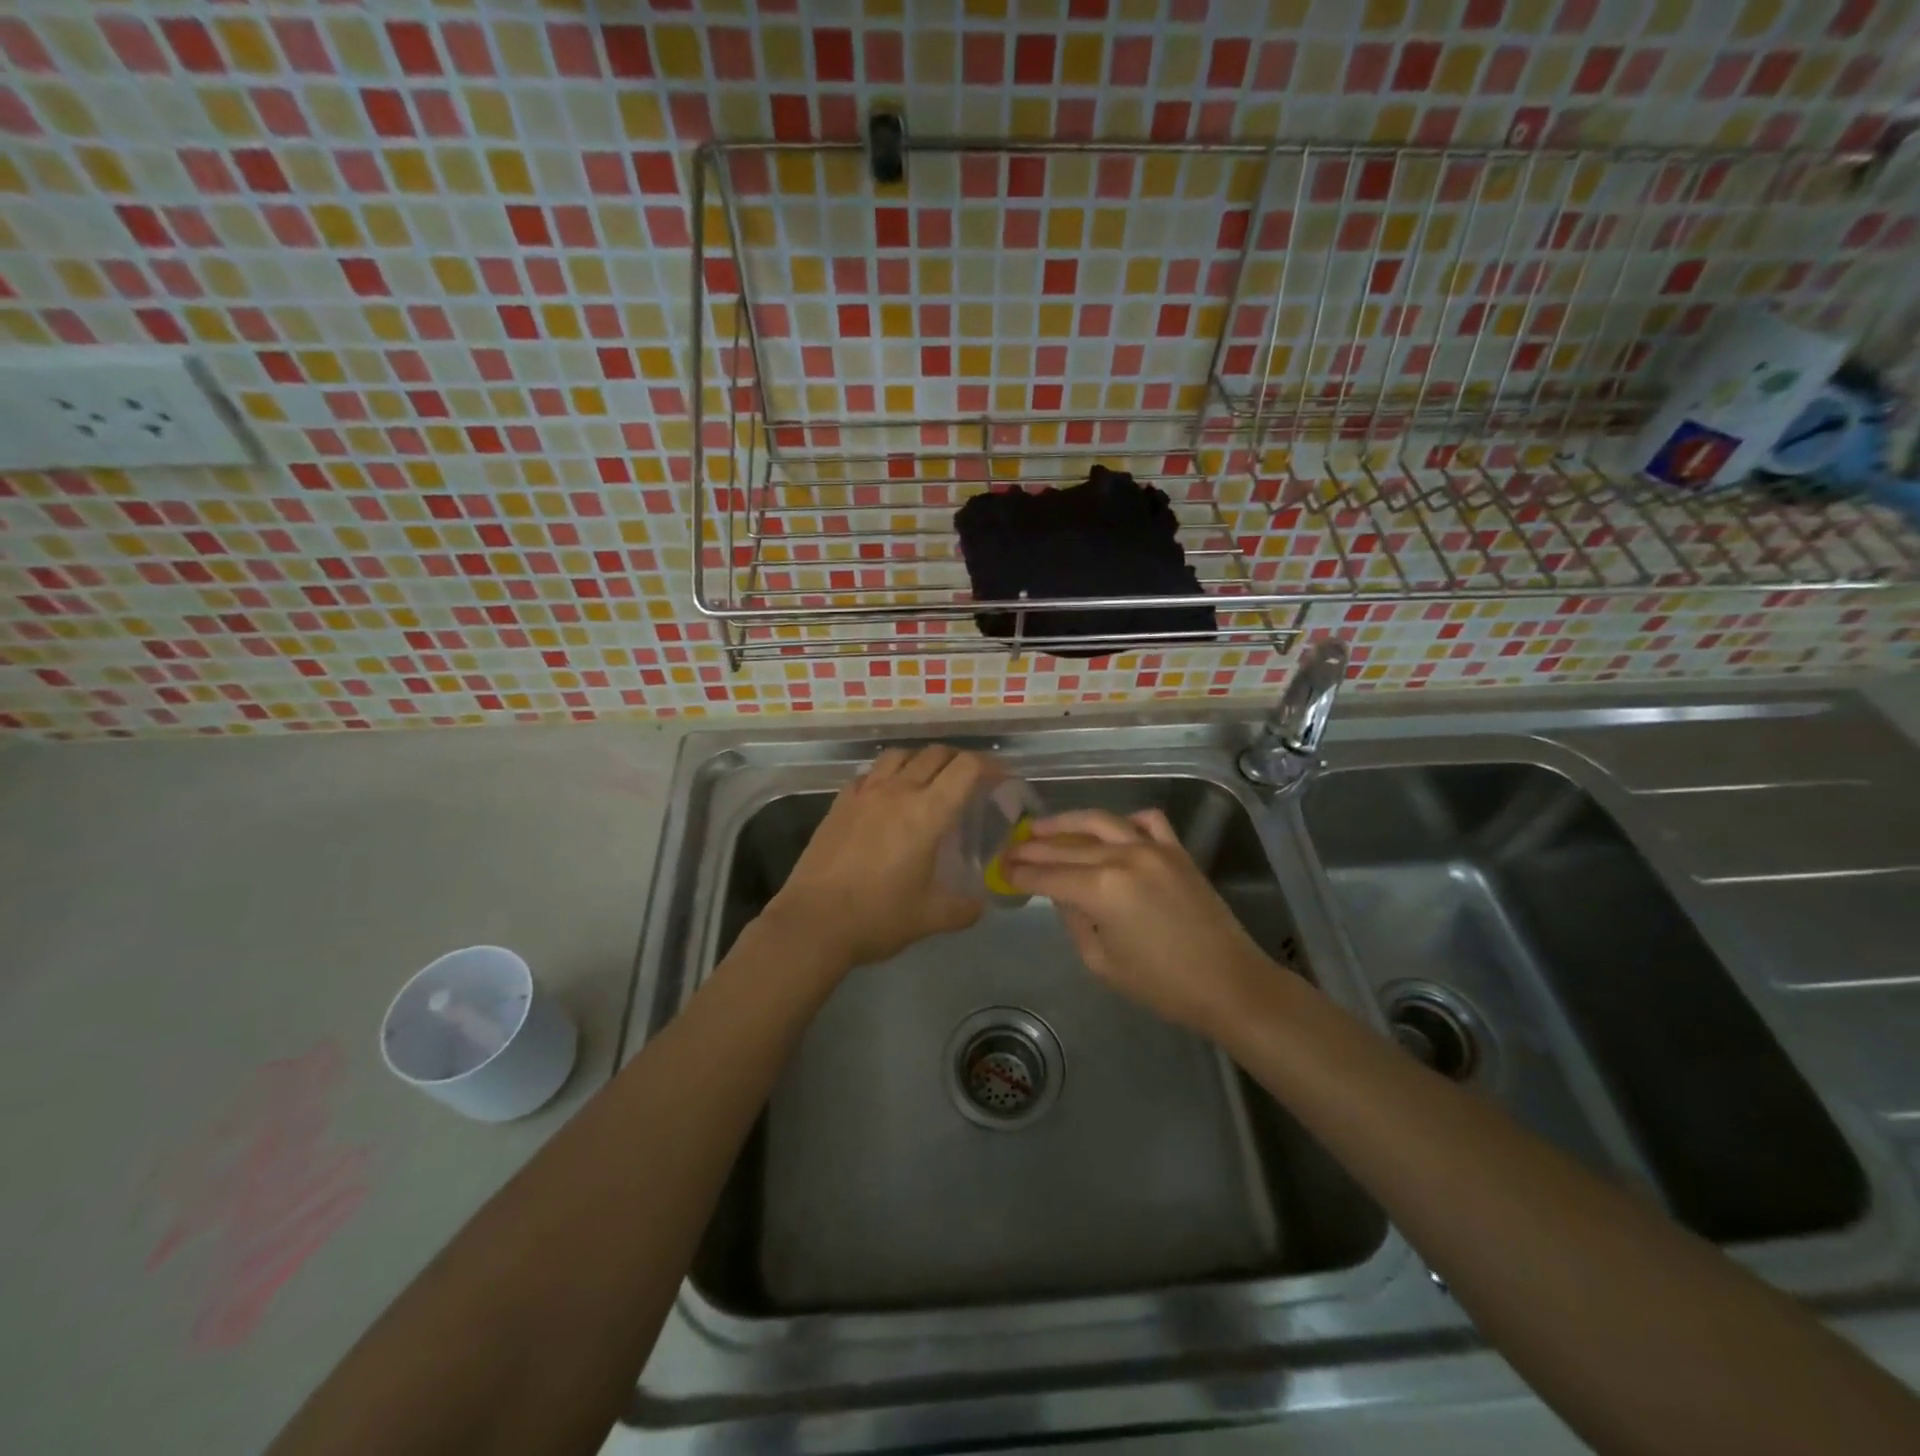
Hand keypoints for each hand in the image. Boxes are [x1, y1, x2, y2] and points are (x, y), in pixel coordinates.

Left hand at [766, 745, 986, 970]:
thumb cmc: (877, 917)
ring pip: (900, 755)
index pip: (966, 767)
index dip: (990, 765)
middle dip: (959, 761)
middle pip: (935, 754)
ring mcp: (864, 793)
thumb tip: (979, 904)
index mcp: (927, 813)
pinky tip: (887, 796)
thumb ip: (963, 908)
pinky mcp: (840, 802)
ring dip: (921, 760)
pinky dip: (887, 775)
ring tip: (928, 780)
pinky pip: (870, 773)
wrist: (813, 922)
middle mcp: (898, 791)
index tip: (1000, 779)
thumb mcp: (930, 918)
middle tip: (969, 782)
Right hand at [1003, 808, 1278, 1039]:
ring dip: (1066, 822)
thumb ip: (1074, 920)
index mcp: (1100, 889)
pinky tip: (1111, 831)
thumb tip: (1061, 894)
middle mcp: (1122, 857)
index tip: (1000, 869)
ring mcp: (1152, 847)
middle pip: (1066, 846)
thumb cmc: (1161, 985)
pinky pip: (1146, 821)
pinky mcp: (1176, 850)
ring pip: (1099, 821)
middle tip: (1010, 848)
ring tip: (1041, 827)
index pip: (1047, 875)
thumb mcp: (1102, 961)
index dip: (1020, 873)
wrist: (1228, 983)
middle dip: (1033, 847)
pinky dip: (1124, 821)